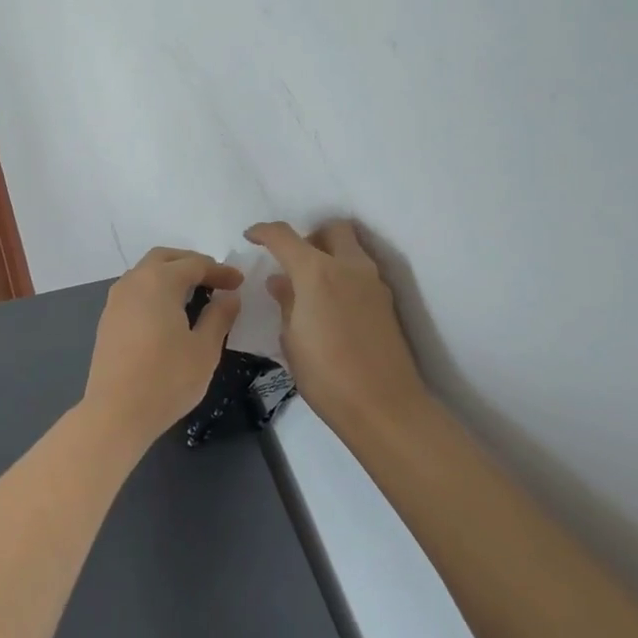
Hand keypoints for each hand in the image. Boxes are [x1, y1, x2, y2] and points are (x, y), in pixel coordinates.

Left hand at [85, 248, 243, 447]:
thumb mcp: (204, 349)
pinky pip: (136, 290)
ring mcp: (116, 299)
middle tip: (215, 279)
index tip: (239, 282)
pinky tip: (169, 312)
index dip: (220, 271)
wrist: (116, 412)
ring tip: (195, 294)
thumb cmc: (166, 379)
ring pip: (146, 272)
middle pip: (165, 258)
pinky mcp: (108, 318)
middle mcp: (134, 281)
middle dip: (192, 263)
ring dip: (171, 274)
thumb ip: (219, 316)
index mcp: (159, 281)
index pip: (195, 264)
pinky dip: (155, 290)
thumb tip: (230, 296)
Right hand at [244, 220, 427, 436]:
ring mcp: (373, 283)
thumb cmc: (326, 375)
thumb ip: (286, 302)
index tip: (251, 237)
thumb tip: (281, 281)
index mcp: (317, 272)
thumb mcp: (291, 339)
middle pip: (332, 229)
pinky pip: (360, 272)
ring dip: (330, 254)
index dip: (264, 232)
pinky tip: (330, 304)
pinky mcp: (386, 302)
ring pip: (351, 248)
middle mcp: (349, 267)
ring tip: (310, 285)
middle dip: (310, 236)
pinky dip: (343, 275)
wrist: (385, 408)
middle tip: (293, 261)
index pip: (285, 236)